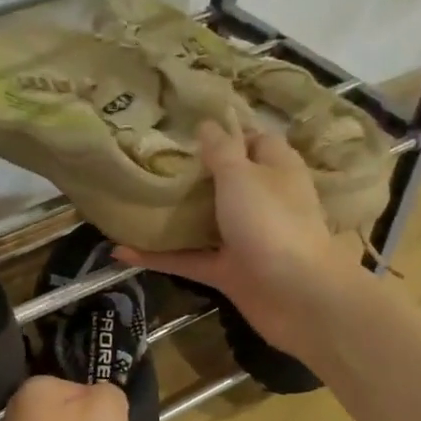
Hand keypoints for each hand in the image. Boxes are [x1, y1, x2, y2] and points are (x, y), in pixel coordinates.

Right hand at [118, 121, 357, 358]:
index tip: (187, 128)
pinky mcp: (229, 273)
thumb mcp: (242, 176)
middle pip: (226, 182)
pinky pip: (188, 260)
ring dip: (173, 216)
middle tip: (150, 161)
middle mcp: (262, 202)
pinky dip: (159, 257)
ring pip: (204, 223)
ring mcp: (245, 240)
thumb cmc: (272, 223)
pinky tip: (122, 251)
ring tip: (132, 201)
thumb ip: (221, 151)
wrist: (298, 296)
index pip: (254, 141)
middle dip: (192, 174)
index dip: (226, 133)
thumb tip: (207, 124)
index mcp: (276, 170)